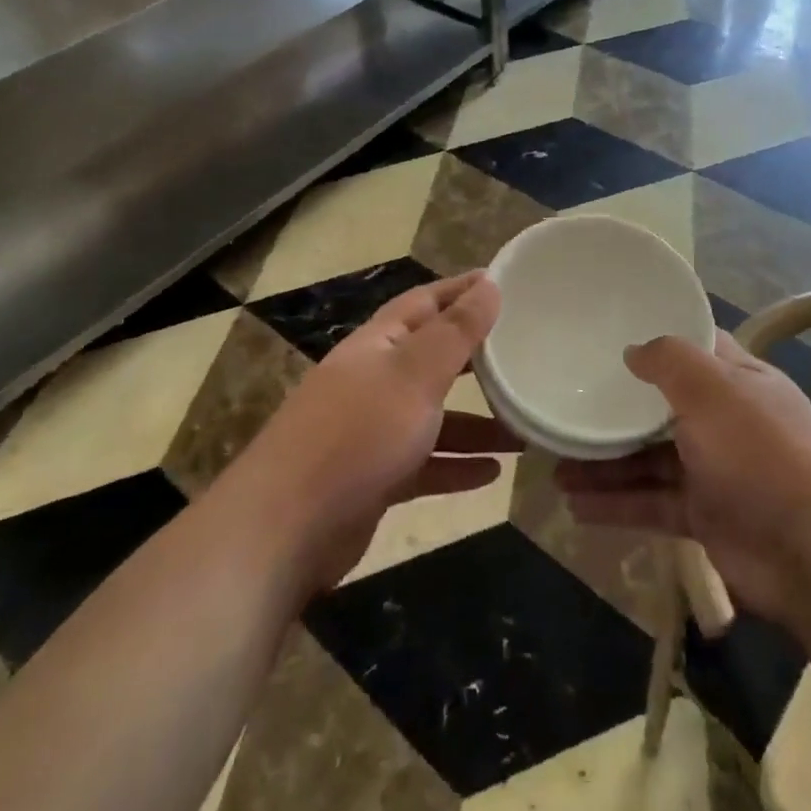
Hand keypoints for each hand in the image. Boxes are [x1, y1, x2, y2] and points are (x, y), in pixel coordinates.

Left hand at [233, 271, 517, 593]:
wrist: (285, 527)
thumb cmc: (358, 433)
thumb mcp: (415, 374)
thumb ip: (455, 332)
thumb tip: (488, 284)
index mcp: (378, 343)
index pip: (425, 302)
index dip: (462, 290)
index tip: (504, 282)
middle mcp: (374, 380)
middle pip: (432, 359)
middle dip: (477, 359)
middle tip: (525, 356)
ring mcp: (372, 431)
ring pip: (435, 417)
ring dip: (477, 423)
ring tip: (525, 431)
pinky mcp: (374, 478)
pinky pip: (426, 464)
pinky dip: (457, 465)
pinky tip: (494, 474)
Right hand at [555, 332, 810, 623]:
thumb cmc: (761, 454)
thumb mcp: (713, 391)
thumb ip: (670, 362)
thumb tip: (634, 350)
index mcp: (740, 382)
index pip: (696, 350)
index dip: (659, 341)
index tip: (611, 336)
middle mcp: (728, 422)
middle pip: (664, 407)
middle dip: (618, 409)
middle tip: (569, 404)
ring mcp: (716, 472)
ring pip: (650, 459)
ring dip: (607, 462)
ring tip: (556, 465)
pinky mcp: (705, 517)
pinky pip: (652, 503)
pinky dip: (617, 504)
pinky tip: (575, 506)